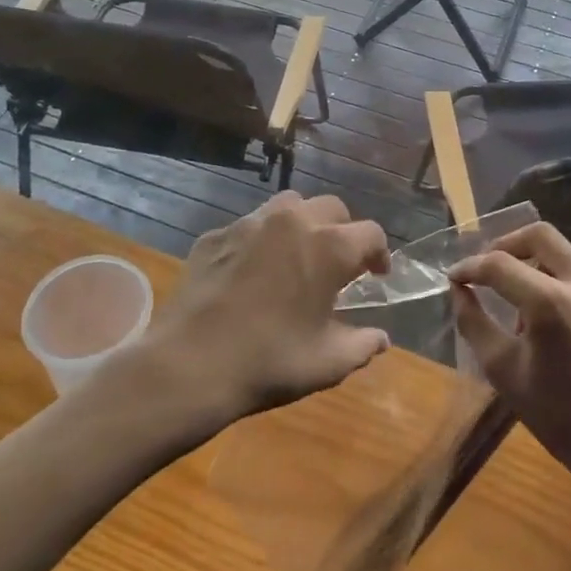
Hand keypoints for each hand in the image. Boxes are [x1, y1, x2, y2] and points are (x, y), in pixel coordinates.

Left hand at [147, 191, 391, 424]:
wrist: (188, 365)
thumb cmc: (269, 363)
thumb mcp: (327, 363)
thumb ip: (362, 346)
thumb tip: (381, 339)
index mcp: (330, 247)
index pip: (371, 233)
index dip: (379, 254)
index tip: (376, 276)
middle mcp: (293, 221)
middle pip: (332, 209)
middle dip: (343, 232)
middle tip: (338, 265)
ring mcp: (250, 223)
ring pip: (289, 205)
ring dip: (303, 223)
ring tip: (297, 255)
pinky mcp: (215, 235)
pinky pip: (249, 226)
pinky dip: (261, 240)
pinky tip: (252, 272)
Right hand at [449, 223, 570, 492]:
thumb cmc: (557, 417)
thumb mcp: (502, 370)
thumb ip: (473, 321)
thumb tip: (458, 288)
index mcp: (552, 303)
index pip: (499, 264)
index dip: (471, 266)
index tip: (456, 277)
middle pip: (540, 235)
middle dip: (507, 244)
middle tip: (489, 268)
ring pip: (568, 259)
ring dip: (539, 270)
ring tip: (526, 308)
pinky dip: (568, 291)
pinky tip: (564, 326)